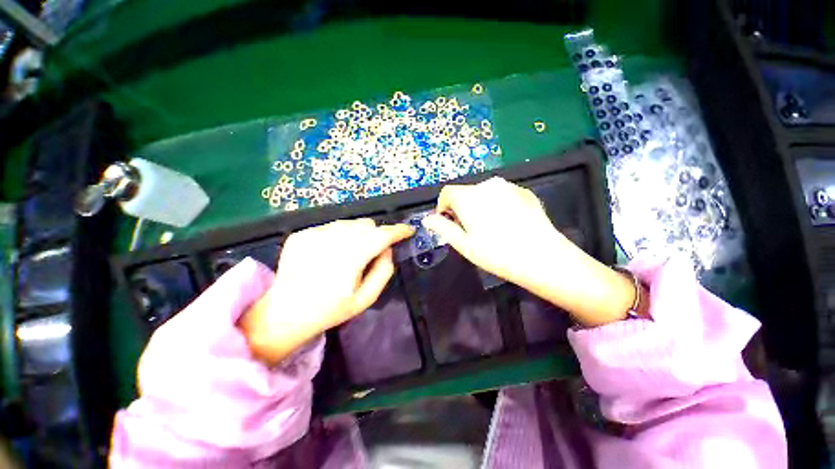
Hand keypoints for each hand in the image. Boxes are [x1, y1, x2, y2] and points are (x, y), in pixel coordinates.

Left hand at [240, 219, 413, 364]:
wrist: (285, 313)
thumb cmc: (330, 309)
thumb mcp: (366, 298)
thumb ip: (384, 271)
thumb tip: (388, 249)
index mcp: (351, 257)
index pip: (382, 234)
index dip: (398, 230)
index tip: (408, 230)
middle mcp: (333, 239)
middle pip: (367, 224)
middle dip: (377, 234)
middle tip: (374, 251)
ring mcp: (314, 233)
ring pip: (349, 223)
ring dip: (358, 234)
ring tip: (350, 253)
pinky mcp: (302, 234)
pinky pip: (330, 227)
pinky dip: (338, 236)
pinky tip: (329, 254)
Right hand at [422, 177, 638, 325]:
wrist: (543, 257)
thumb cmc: (496, 254)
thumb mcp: (464, 245)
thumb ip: (443, 228)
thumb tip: (427, 219)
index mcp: (469, 197)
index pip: (447, 193)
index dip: (443, 207)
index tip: (448, 223)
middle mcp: (487, 184)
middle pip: (466, 193)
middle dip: (462, 208)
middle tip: (469, 230)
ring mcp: (509, 186)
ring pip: (484, 193)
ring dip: (480, 206)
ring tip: (490, 228)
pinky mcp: (525, 191)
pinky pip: (503, 195)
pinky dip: (498, 205)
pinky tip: (508, 224)